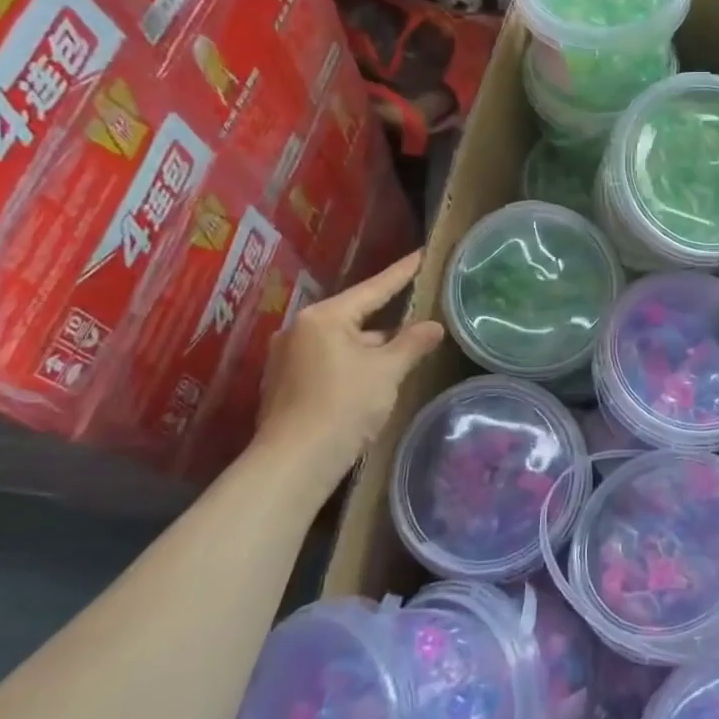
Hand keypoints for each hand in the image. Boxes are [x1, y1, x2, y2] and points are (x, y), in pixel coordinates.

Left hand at [255, 250, 445, 490]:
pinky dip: (352, 366)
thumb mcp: (387, 371)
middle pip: (355, 317)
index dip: (402, 273)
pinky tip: (371, 380)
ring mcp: (287, 358)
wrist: (294, 464)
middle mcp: (300, 329)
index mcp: (324, 317)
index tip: (421, 254)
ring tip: (401, 355)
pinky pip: (328, 362)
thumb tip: (434, 327)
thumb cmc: (344, 406)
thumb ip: (412, 343)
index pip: (374, 288)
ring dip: (370, 348)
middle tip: (418, 315)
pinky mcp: (284, 385)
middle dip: (387, 322)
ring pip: (341, 343)